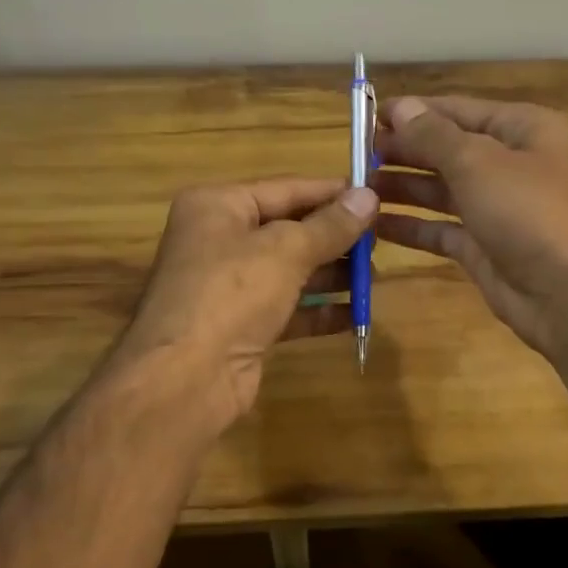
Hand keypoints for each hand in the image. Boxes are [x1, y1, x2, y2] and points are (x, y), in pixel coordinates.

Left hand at [115, 177, 378, 432]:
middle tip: (381, 240)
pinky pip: (287, 309)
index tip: (375, 195)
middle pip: (288, 229)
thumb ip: (330, 225)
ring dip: (331, 274)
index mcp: (217, 206)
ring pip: (289, 271)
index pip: (285, 189)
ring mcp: (228, 286)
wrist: (185, 378)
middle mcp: (218, 240)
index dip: (331, 193)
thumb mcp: (286, 250)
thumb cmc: (231, 294)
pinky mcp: (240, 326)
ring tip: (373, 277)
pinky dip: (318, 310)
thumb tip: (369, 196)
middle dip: (334, 238)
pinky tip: (354, 314)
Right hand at [374, 96, 567, 359]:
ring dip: (402, 188)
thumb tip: (401, 108)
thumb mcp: (479, 163)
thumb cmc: (531, 212)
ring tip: (357, 187)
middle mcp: (510, 165)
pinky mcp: (484, 248)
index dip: (413, 112)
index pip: (457, 111)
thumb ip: (434, 136)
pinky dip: (411, 227)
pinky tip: (375, 225)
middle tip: (354, 156)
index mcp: (521, 130)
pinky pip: (440, 230)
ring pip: (440, 191)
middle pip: (446, 150)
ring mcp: (497, 209)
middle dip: (403, 151)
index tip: (367, 116)